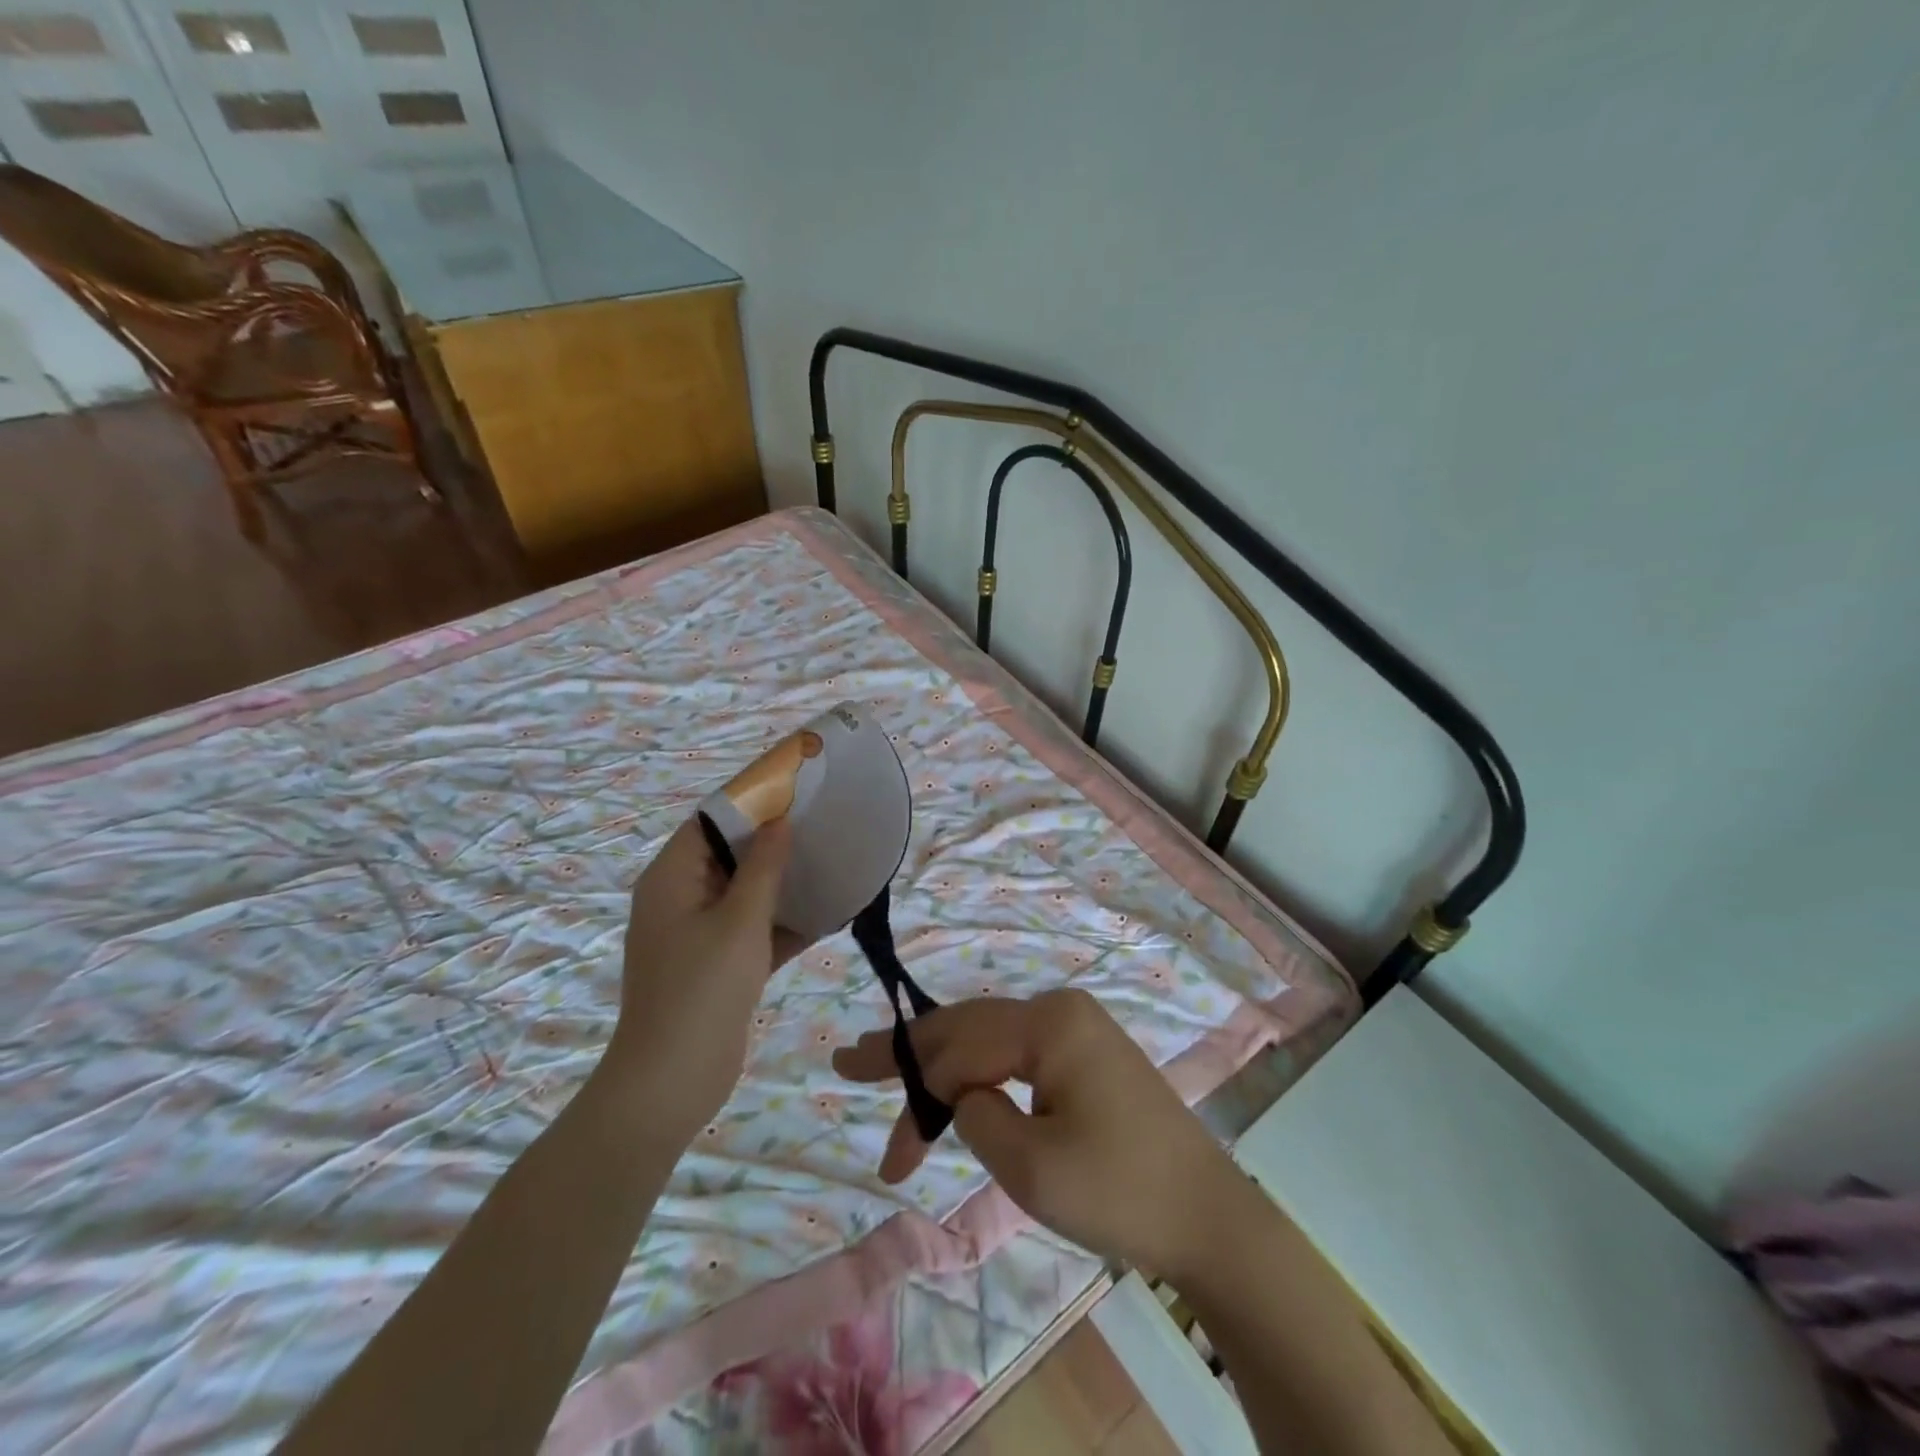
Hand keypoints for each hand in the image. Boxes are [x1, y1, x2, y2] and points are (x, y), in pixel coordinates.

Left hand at [601, 816, 804, 1143]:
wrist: (671, 1082)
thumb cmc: (702, 988)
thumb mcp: (740, 920)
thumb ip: (763, 866)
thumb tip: (779, 820)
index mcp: (672, 878)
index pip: (710, 822)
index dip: (751, 802)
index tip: (796, 790)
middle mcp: (680, 899)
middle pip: (729, 855)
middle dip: (773, 842)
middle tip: (821, 825)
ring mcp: (698, 935)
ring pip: (744, 894)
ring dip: (782, 883)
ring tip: (830, 862)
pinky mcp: (717, 965)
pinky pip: (752, 930)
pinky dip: (782, 922)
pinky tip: (828, 914)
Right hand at [832, 989, 1249, 1280]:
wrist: (1208, 1216)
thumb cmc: (1120, 1191)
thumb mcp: (1031, 1166)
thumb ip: (977, 1117)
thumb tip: (964, 1095)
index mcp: (1049, 1023)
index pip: (959, 1051)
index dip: (914, 1098)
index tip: (889, 1160)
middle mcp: (1059, 1008)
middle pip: (967, 1026)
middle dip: (910, 1053)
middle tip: (851, 1061)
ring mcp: (1076, 1027)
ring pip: (988, 1036)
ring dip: (941, 1062)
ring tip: (887, 1069)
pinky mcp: (1086, 1052)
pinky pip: (1016, 1051)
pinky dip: (977, 1070)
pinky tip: (950, 1081)